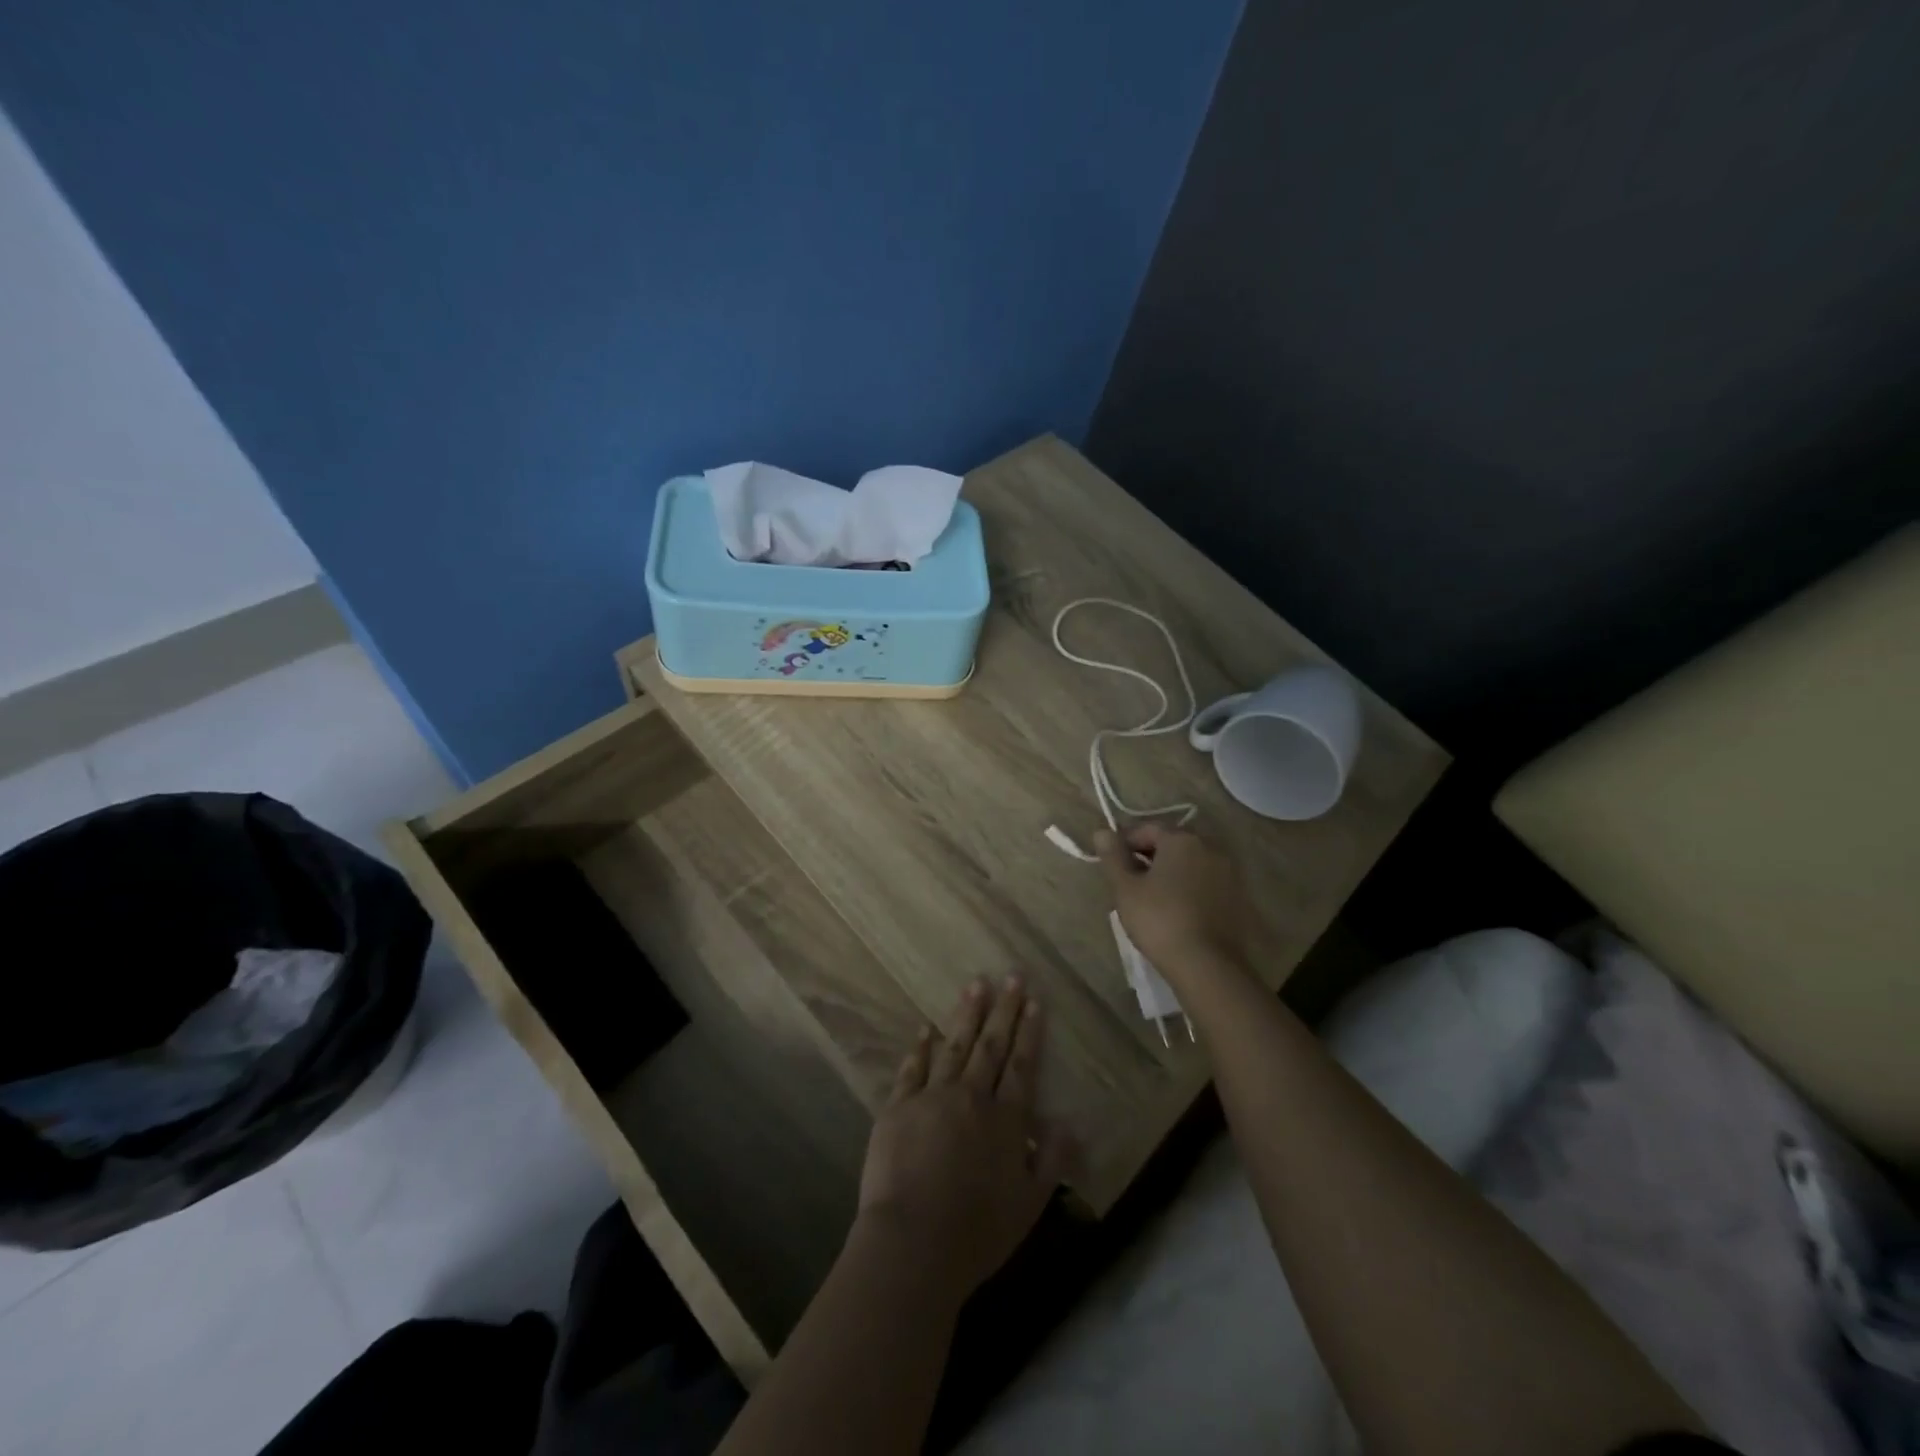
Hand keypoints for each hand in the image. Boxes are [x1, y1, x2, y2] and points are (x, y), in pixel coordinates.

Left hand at [856, 978, 1072, 1302]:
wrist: (913, 1243)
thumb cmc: (978, 1231)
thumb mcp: (1030, 1204)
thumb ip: (1052, 1160)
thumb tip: (1067, 1123)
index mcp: (1005, 1120)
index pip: (1021, 1066)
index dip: (1028, 1032)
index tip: (1033, 1001)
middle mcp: (971, 1097)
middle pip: (990, 1046)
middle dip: (1003, 1010)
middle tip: (1011, 976)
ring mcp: (932, 1098)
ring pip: (954, 1046)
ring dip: (966, 1015)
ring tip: (975, 985)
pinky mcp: (898, 1107)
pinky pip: (912, 1068)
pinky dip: (920, 1047)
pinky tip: (925, 1028)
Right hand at [1095, 823, 1252, 978]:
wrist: (1207, 965)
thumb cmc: (1159, 920)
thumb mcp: (1125, 888)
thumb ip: (1113, 856)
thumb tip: (1101, 831)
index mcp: (1182, 839)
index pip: (1147, 828)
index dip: (1125, 842)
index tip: (1111, 862)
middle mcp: (1210, 847)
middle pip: (1171, 843)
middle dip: (1148, 856)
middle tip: (1128, 880)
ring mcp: (1228, 872)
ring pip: (1190, 863)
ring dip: (1169, 872)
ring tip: (1150, 897)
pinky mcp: (1237, 897)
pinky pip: (1205, 882)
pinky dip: (1188, 887)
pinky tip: (1175, 909)